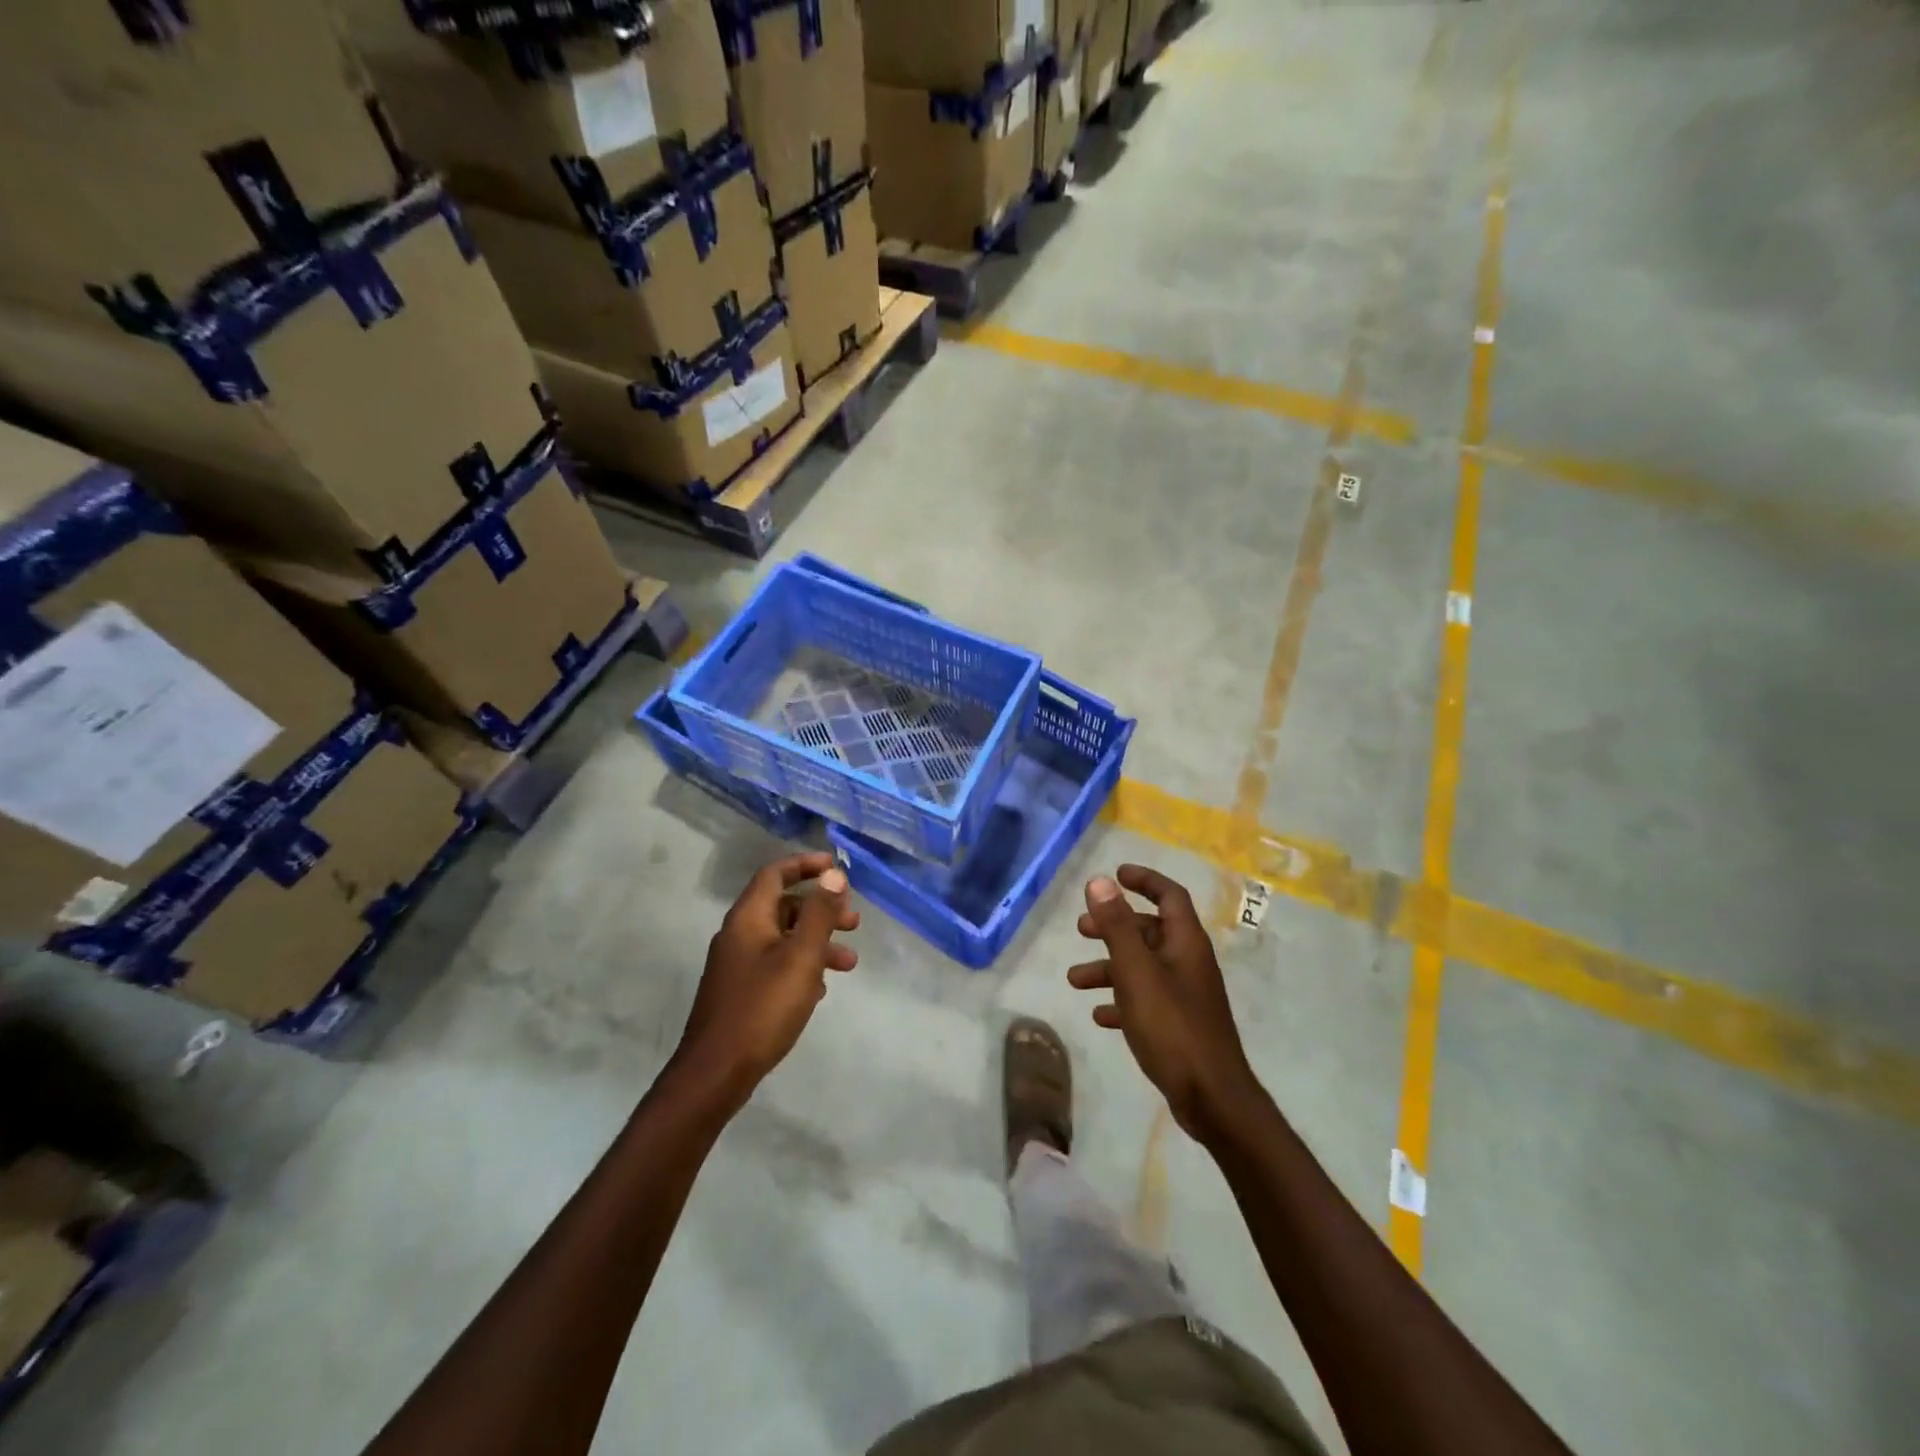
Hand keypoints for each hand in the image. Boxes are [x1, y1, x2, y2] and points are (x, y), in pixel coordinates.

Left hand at [675, 852, 858, 1105]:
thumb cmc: (763, 1008)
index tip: (837, 868)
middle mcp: (739, 934)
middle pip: (783, 905)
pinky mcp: (740, 991)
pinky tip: (821, 988)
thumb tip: (834, 875)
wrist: (715, 1073)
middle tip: (854, 922)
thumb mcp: (801, 957)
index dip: (806, 865)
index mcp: (749, 918)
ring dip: (817, 942)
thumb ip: (819, 914)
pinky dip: (802, 965)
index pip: (775, 873)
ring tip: (849, 963)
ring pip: (783, 938)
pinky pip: (776, 964)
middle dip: (821, 909)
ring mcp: (737, 964)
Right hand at [1071, 865, 1264, 1144]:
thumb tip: (1099, 881)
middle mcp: (1189, 962)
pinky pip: (1145, 1001)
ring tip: (1074, 980)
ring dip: (1109, 968)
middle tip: (1081, 929)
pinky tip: (1099, 1015)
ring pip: (1143, 968)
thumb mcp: (1136, 972)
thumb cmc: (1172, 1026)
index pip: (1169, 895)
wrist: (1212, 1098)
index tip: (1116, 874)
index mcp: (1186, 943)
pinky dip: (1121, 1001)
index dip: (1145, 880)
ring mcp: (1186, 996)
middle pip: (1150, 931)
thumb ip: (1117, 926)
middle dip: (1115, 927)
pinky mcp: (1179, 1025)